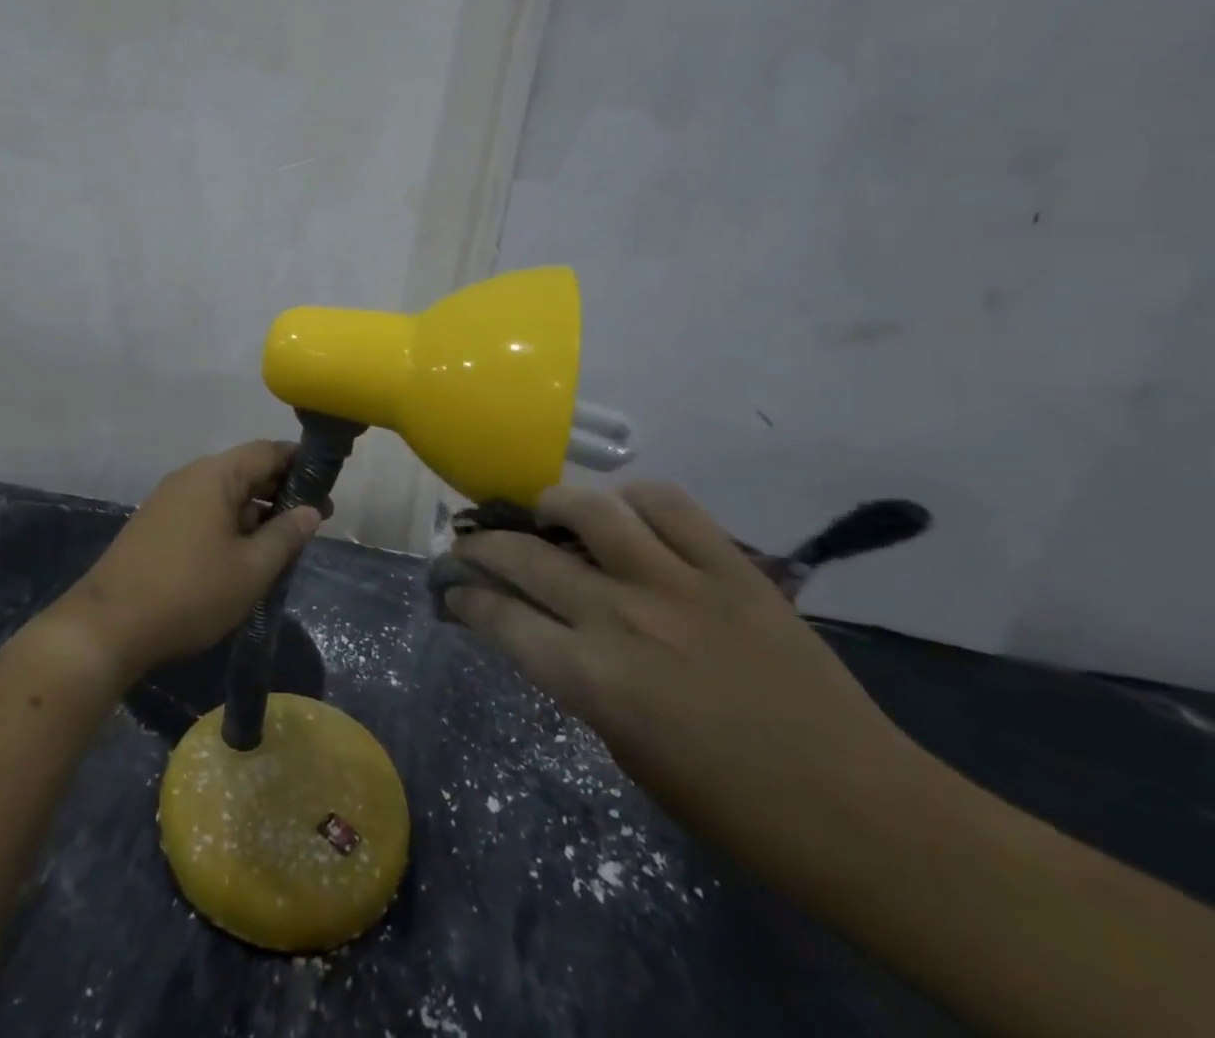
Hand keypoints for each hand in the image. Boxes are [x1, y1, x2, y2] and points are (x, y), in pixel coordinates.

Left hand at [51, 441, 323, 682]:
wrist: (109, 625)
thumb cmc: (190, 592)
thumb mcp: (251, 569)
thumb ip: (286, 535)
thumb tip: (311, 510)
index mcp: (215, 475)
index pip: (267, 451)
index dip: (301, 463)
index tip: (328, 486)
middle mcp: (191, 477)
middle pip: (246, 470)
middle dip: (281, 491)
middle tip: (314, 520)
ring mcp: (169, 500)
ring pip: (225, 493)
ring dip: (256, 511)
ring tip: (284, 542)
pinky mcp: (157, 524)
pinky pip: (205, 510)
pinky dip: (231, 523)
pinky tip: (244, 553)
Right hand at [447, 483, 927, 878]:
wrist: (858, 810)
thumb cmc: (730, 804)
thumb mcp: (625, 749)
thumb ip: (580, 680)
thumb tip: (550, 632)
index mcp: (591, 678)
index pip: (498, 616)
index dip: (463, 597)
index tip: (451, 590)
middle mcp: (621, 616)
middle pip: (524, 556)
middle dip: (480, 547)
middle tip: (470, 548)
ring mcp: (677, 583)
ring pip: (591, 508)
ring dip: (552, 503)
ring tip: (545, 513)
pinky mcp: (731, 567)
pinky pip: (670, 505)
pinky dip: (636, 500)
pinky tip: (627, 514)